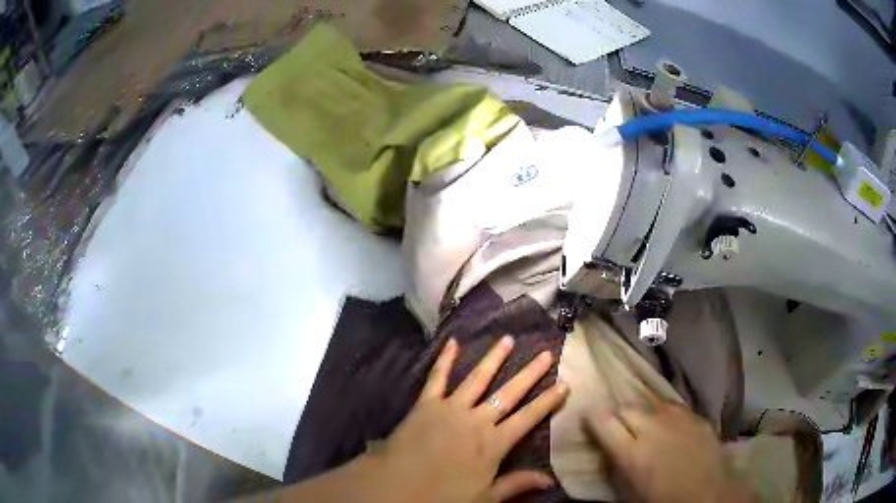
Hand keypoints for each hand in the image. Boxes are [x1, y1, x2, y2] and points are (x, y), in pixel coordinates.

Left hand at [373, 336, 568, 502]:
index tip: (565, 384)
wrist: (396, 488)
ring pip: (478, 379)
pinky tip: (452, 342)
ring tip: (508, 339)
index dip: (548, 402)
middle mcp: (477, 421)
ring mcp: (451, 409)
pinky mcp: (426, 404)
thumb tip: (550, 480)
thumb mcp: (484, 498)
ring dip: (494, 358)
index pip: (528, 419)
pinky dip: (445, 359)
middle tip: (546, 353)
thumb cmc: (442, 496)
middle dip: (530, 374)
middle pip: (509, 394)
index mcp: (493, 444)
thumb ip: (516, 484)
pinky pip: (437, 378)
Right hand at [586, 397, 750, 502]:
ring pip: (648, 402)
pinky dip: (663, 411)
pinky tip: (666, 421)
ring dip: (640, 411)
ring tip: (642, 422)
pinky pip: (671, 405)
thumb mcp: (630, 490)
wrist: (707, 494)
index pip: (603, 422)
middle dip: (617, 414)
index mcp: (631, 453)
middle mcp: (652, 428)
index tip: (588, 416)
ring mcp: (676, 418)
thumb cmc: (662, 499)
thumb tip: (608, 447)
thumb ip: (616, 464)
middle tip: (617, 425)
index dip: (592, 416)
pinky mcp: (694, 415)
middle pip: (625, 408)